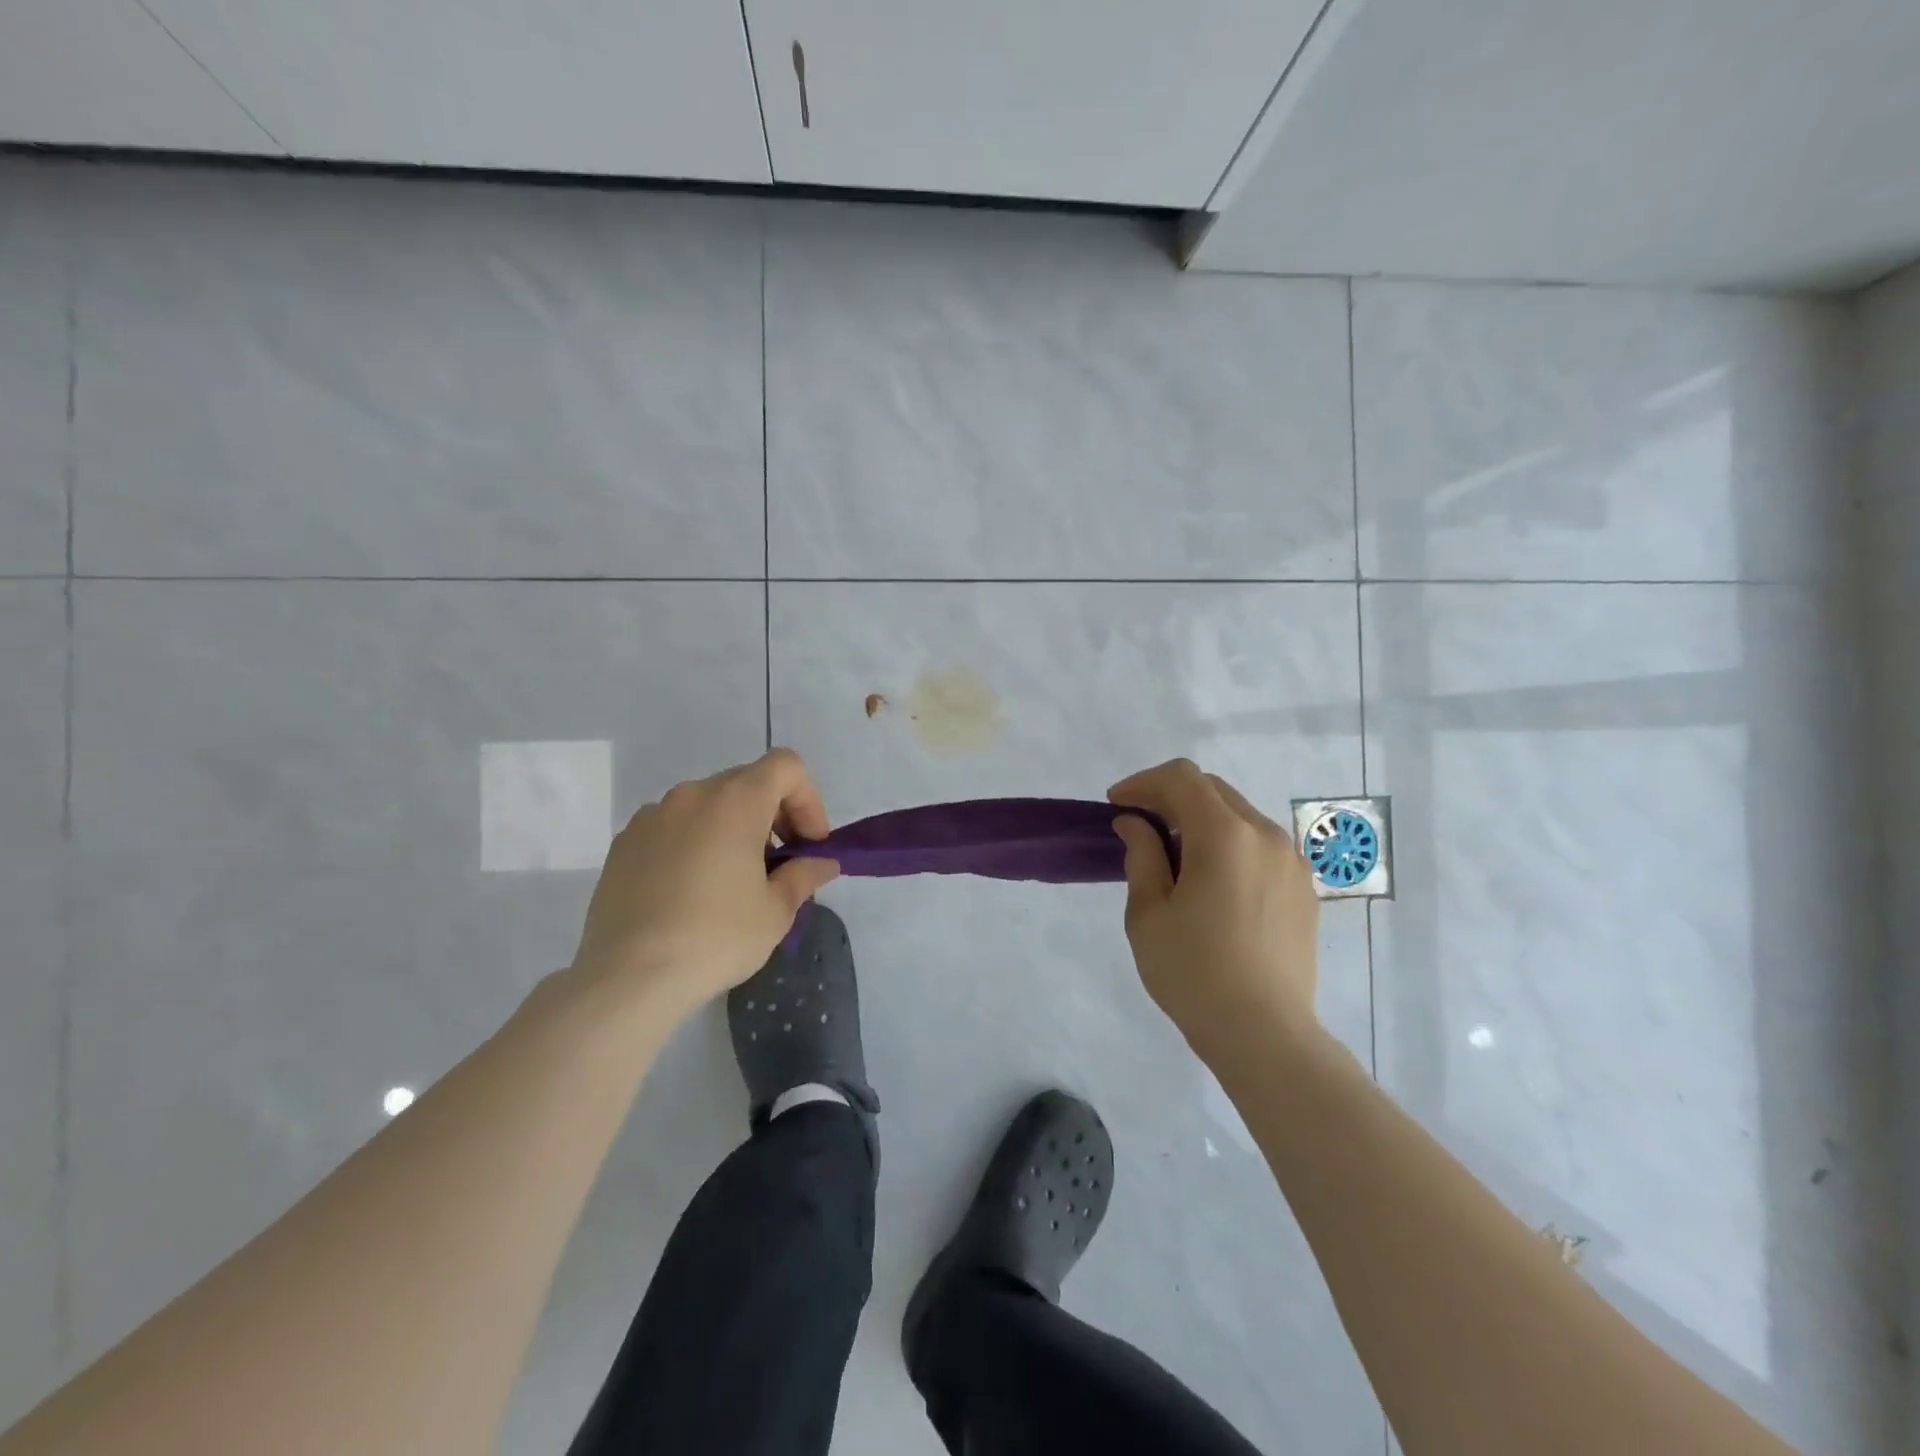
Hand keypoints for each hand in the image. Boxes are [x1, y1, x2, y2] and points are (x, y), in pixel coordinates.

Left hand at [568, 749, 840, 1014]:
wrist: (628, 977)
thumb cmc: (716, 937)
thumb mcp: (776, 911)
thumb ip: (804, 875)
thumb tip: (821, 863)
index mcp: (735, 801)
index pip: (786, 766)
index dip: (808, 799)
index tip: (807, 844)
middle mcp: (692, 795)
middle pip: (747, 782)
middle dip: (773, 815)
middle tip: (779, 864)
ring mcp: (652, 816)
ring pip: (708, 805)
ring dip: (732, 829)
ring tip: (733, 880)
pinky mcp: (624, 843)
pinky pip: (673, 827)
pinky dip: (694, 843)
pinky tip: (690, 891)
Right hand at [1108, 760, 1320, 1052]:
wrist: (1265, 1035)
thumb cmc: (1193, 973)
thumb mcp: (1148, 913)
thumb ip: (1141, 855)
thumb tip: (1135, 823)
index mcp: (1225, 835)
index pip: (1181, 779)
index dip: (1143, 783)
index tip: (1117, 805)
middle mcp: (1266, 835)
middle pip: (1212, 791)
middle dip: (1169, 798)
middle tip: (1138, 827)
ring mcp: (1292, 861)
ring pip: (1238, 816)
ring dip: (1201, 821)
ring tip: (1174, 857)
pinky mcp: (1304, 887)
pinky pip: (1260, 845)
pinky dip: (1228, 844)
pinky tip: (1212, 882)